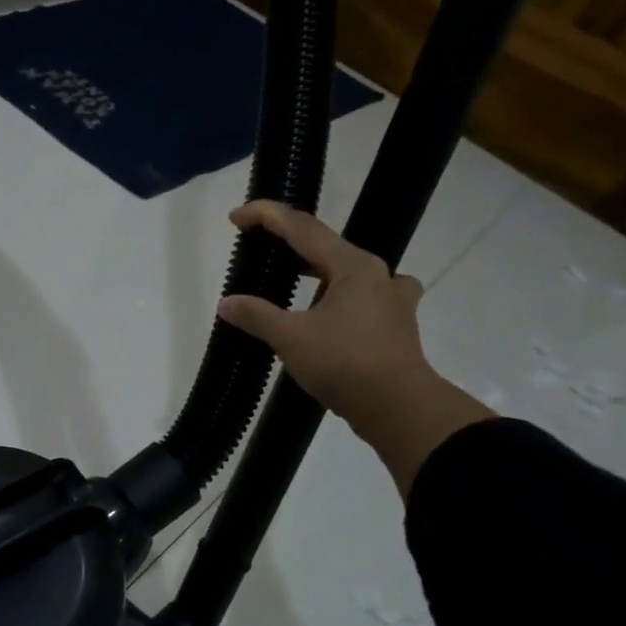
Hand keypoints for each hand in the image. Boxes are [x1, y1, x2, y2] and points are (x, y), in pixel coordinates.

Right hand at [216, 201, 492, 495]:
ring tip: (294, 276)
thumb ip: (257, 315)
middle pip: (326, 246)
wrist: (399, 408)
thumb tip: (227, 303)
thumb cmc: (345, 363)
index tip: (236, 216)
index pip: (303, 229)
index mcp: (352, 267)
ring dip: (317, 268)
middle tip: (259, 244)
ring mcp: (391, 300)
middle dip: (290, 241)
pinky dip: (339, 296)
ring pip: (347, 271)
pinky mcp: (393, 326)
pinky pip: (361, 297)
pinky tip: (332, 310)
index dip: (267, 217)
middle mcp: (377, 275)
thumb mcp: (291, 338)